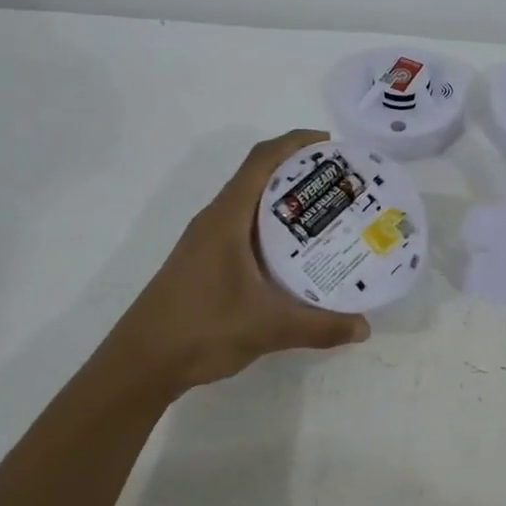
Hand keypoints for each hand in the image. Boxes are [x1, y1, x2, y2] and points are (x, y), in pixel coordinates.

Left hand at [108, 130, 371, 397]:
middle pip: (259, 175)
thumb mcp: (268, 327)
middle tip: (341, 184)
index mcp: (227, 217)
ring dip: (286, 200)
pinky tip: (295, 254)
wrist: (140, 363)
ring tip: (328, 214)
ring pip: (251, 203)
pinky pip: (245, 227)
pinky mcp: (205, 261)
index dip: (296, 143)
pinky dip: (273, 227)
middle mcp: (216, 219)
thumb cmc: (201, 328)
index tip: (333, 146)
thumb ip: (319, 326)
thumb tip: (365, 327)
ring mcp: (207, 240)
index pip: (262, 160)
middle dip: (300, 171)